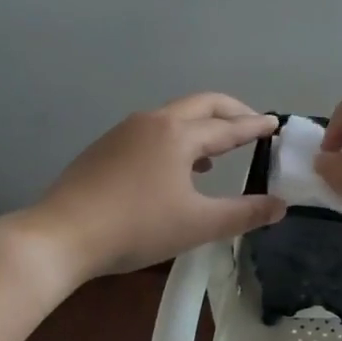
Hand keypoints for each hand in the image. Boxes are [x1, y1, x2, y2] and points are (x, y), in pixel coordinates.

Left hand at [20, 94, 285, 279]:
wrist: (62, 235)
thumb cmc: (137, 227)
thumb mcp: (199, 225)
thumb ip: (244, 213)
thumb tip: (280, 206)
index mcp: (179, 135)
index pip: (228, 126)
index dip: (255, 126)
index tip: (275, 123)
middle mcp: (153, 122)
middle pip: (201, 105)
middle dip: (231, 111)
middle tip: (252, 123)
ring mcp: (124, 132)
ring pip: (173, 117)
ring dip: (201, 126)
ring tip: (217, 151)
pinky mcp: (105, 148)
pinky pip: (152, 132)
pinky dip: (176, 139)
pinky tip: (175, 169)